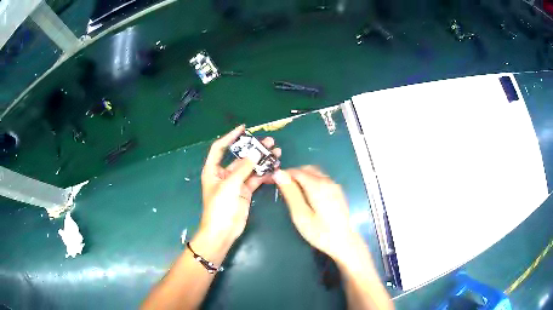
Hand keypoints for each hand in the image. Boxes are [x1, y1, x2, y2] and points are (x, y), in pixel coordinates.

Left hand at [199, 125, 281, 244]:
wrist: (223, 231)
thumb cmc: (219, 207)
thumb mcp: (230, 185)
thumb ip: (244, 168)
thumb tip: (257, 152)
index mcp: (213, 170)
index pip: (220, 148)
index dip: (230, 137)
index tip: (243, 128)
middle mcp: (224, 174)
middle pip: (240, 158)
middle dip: (253, 149)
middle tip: (269, 142)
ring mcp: (236, 183)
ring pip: (250, 168)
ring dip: (262, 161)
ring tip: (276, 153)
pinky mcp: (245, 192)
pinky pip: (256, 179)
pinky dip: (264, 174)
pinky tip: (274, 169)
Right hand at [273, 166, 357, 261]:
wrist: (344, 242)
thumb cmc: (320, 232)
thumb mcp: (301, 215)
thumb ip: (290, 193)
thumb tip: (279, 174)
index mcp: (318, 186)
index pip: (297, 171)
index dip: (283, 174)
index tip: (272, 181)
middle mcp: (328, 181)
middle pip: (307, 169)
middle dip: (292, 174)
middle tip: (281, 187)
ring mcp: (335, 185)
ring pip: (315, 173)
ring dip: (301, 177)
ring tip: (291, 191)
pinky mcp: (337, 191)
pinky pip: (321, 179)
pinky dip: (310, 181)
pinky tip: (306, 195)